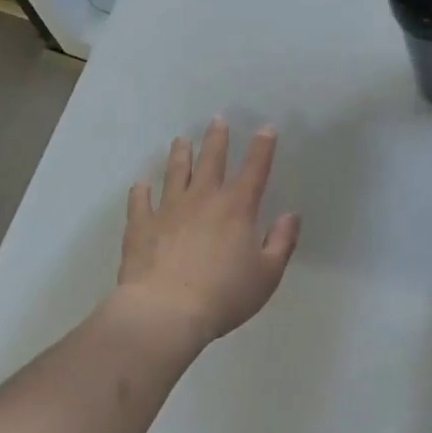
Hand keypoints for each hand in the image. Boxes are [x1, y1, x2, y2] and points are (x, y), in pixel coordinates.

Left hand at [117, 117, 301, 346]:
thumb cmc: (222, 295)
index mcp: (236, 208)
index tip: (266, 127)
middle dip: (216, 139)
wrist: (165, 313)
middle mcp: (202, 199)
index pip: (254, 169)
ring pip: (175, 173)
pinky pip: (139, 203)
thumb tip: (292, 216)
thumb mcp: (266, 276)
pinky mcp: (141, 226)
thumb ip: (281, 243)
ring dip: (179, 155)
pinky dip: (140, 192)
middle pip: (211, 161)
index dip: (262, 147)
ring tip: (180, 140)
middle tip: (217, 119)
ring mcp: (168, 210)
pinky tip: (140, 184)